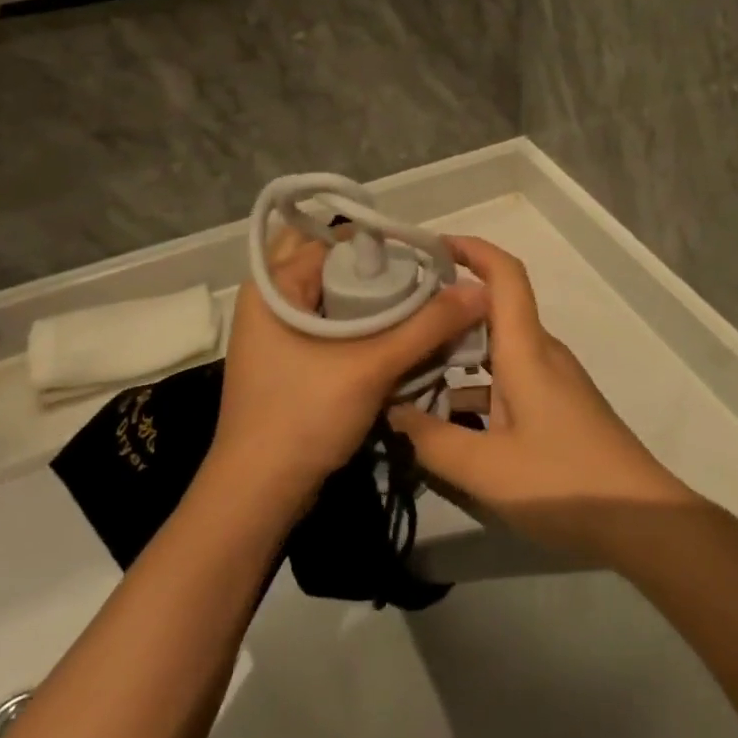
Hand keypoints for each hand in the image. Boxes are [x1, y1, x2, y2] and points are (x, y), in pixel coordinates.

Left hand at [210, 227, 487, 507]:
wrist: (257, 498)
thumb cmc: (303, 418)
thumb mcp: (372, 367)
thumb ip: (428, 325)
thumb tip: (480, 290)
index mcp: (274, 285)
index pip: (334, 239)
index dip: (382, 242)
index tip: (427, 256)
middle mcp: (271, 299)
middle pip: (333, 265)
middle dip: (378, 268)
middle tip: (423, 277)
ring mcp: (278, 332)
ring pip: (334, 296)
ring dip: (374, 298)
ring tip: (422, 301)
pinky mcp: (290, 360)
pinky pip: (332, 325)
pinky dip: (363, 324)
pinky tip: (400, 334)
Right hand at [387, 236, 696, 563]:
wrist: (640, 519)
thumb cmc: (563, 482)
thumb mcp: (486, 469)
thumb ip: (432, 440)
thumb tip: (392, 412)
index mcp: (527, 349)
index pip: (505, 275)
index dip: (472, 249)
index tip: (432, 247)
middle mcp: (540, 353)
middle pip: (493, 311)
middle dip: (448, 309)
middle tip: (398, 319)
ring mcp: (551, 380)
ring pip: (497, 349)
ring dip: (458, 354)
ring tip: (409, 370)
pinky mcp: (556, 406)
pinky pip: (508, 378)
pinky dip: (476, 386)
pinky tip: (446, 418)